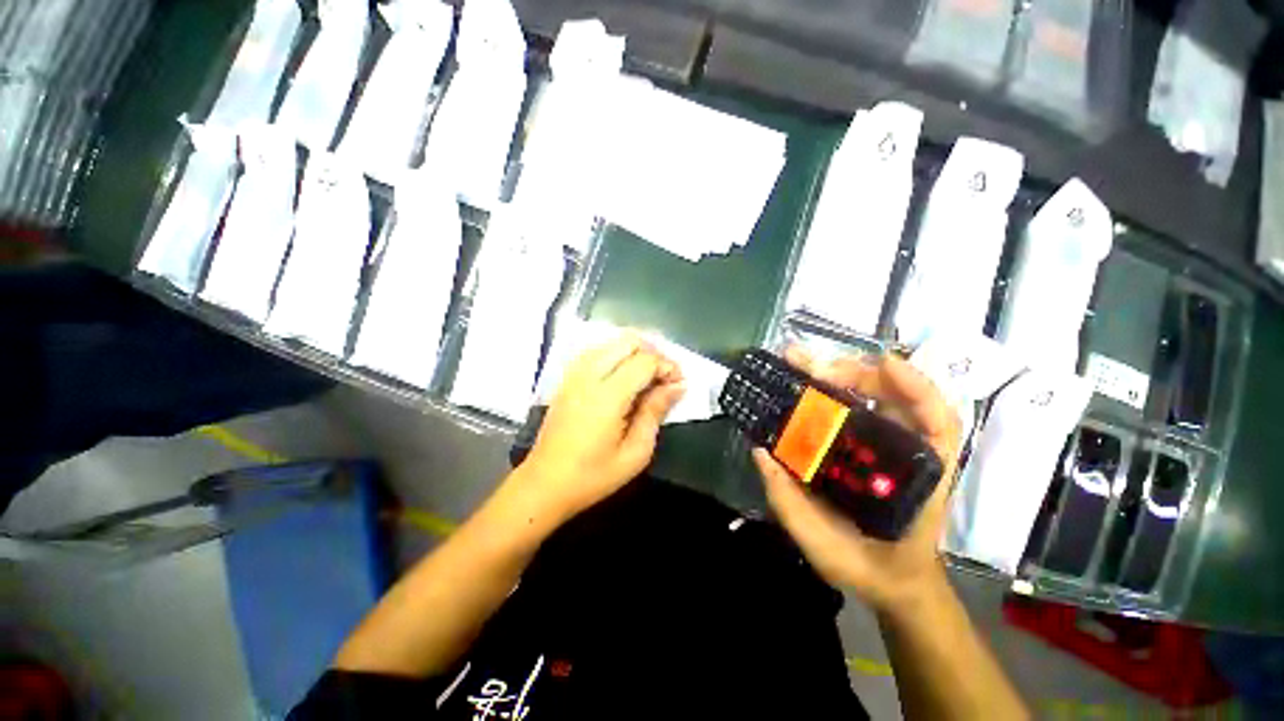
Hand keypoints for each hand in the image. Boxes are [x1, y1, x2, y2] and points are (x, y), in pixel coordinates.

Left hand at [519, 333, 685, 520]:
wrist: (545, 484)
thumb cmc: (593, 475)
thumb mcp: (635, 452)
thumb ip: (656, 412)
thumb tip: (676, 386)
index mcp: (607, 396)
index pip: (644, 361)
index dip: (667, 366)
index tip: (679, 383)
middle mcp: (589, 376)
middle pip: (627, 341)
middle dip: (653, 352)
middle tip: (665, 376)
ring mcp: (574, 374)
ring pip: (611, 342)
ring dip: (635, 352)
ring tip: (648, 375)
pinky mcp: (567, 378)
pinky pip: (596, 351)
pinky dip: (616, 355)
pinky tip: (623, 375)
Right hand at [753, 346, 961, 612]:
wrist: (892, 581)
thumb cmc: (869, 568)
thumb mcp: (825, 547)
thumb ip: (790, 504)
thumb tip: (760, 452)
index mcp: (919, 480)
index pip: (938, 423)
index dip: (917, 387)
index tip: (883, 363)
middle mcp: (913, 454)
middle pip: (901, 398)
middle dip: (859, 373)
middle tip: (811, 367)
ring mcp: (896, 448)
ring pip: (883, 398)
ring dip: (847, 375)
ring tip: (806, 366)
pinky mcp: (876, 447)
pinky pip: (864, 411)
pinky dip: (842, 392)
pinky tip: (815, 382)